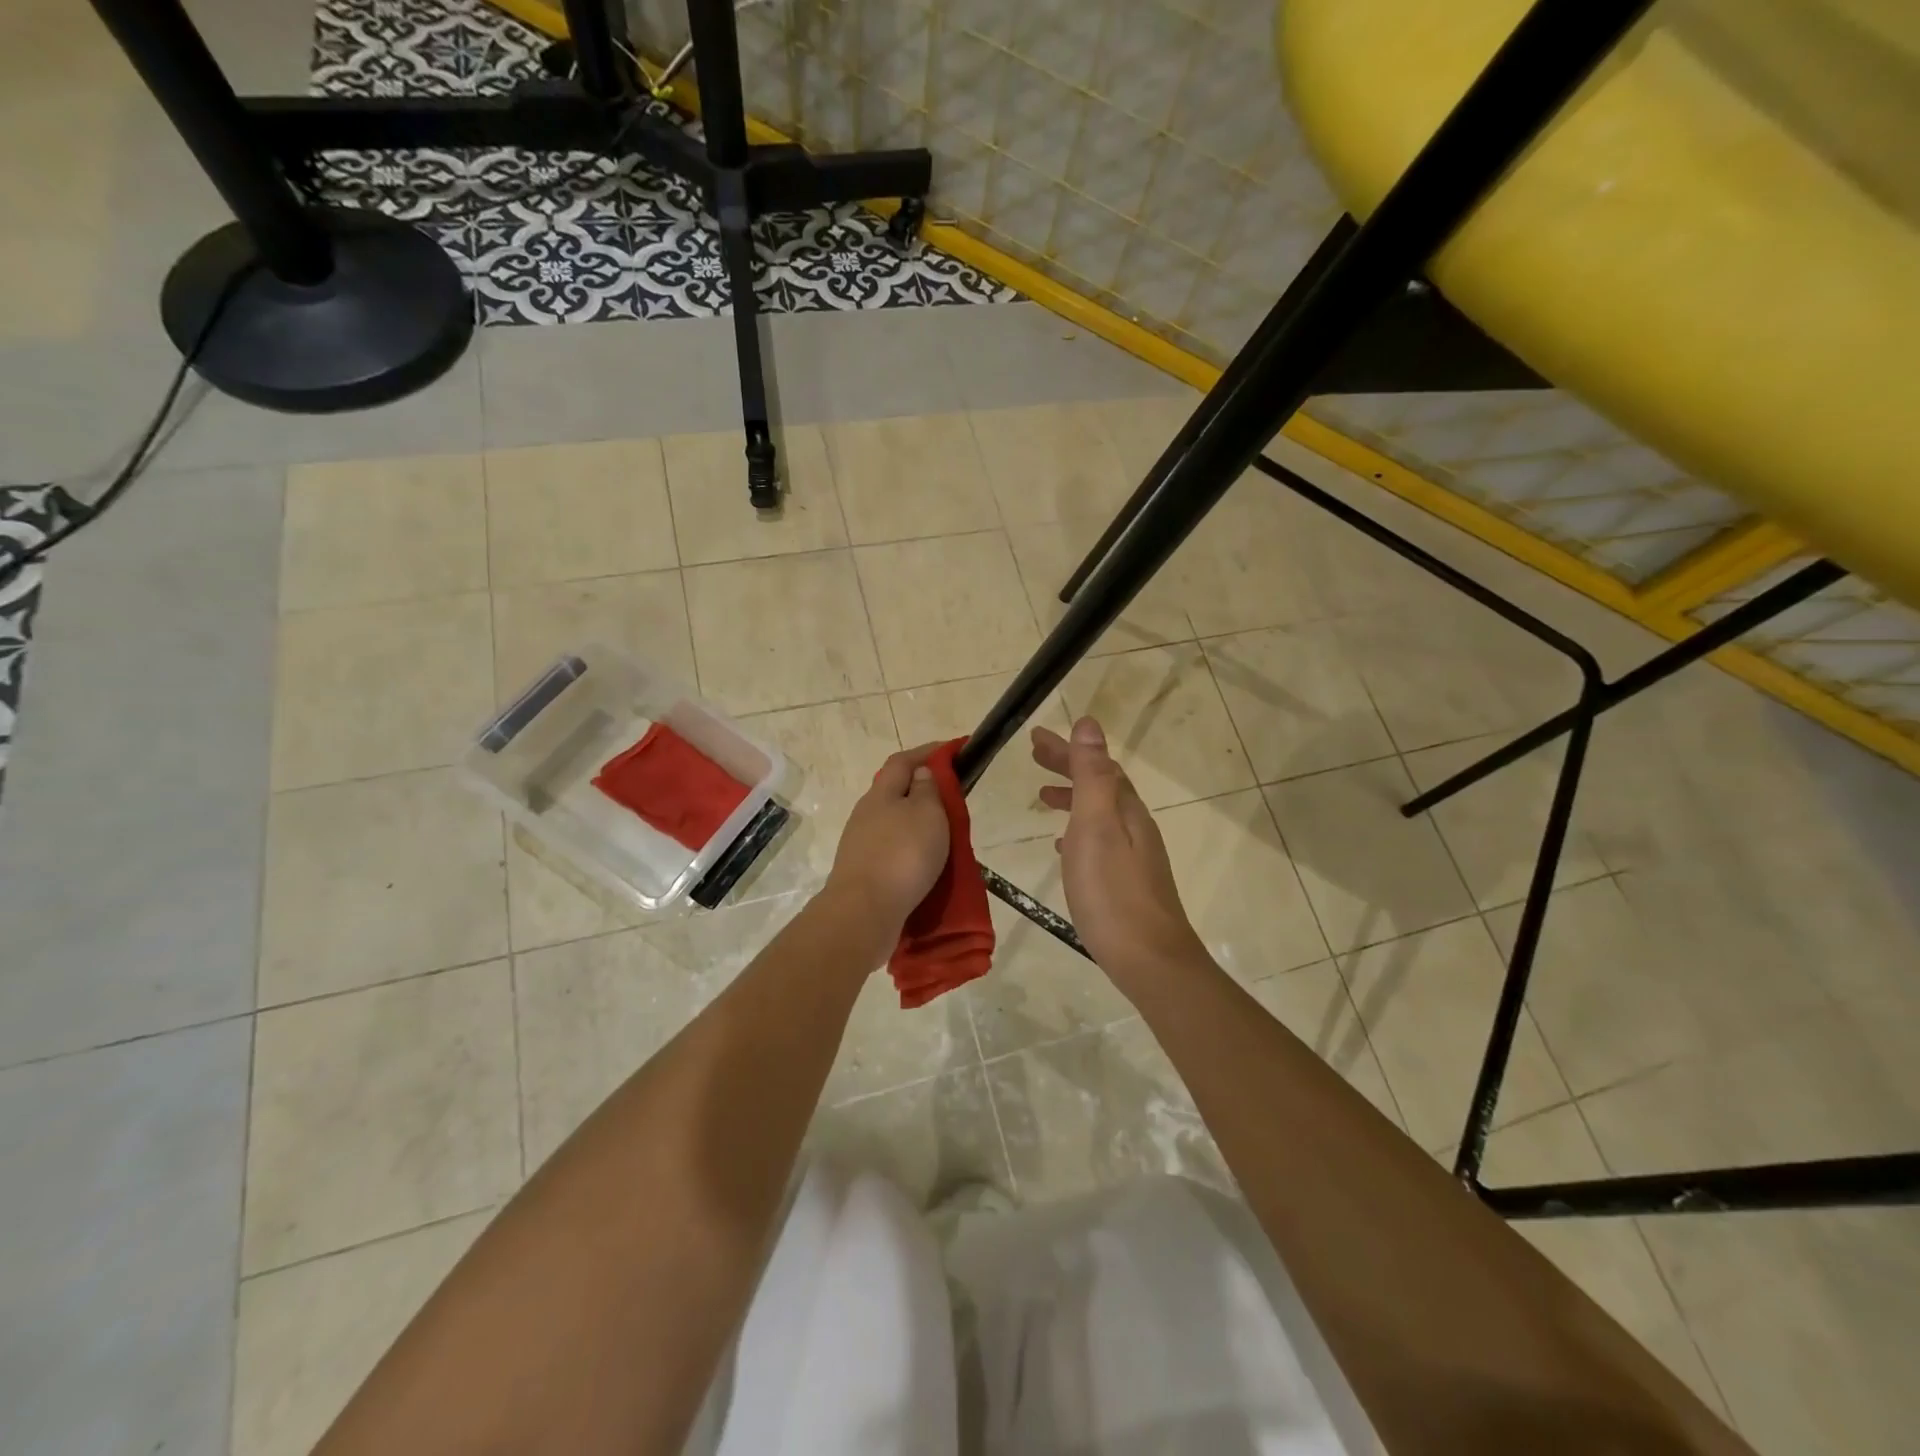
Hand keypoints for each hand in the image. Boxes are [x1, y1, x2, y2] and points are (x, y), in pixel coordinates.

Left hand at [824, 743, 951, 935]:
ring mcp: (860, 845)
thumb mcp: (927, 814)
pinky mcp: (863, 872)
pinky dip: (910, 852)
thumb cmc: (902, 855)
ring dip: (917, 826)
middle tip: (952, 800)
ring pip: (894, 825)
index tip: (953, 750)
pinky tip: (925, 865)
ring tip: (944, 837)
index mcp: (881, 794)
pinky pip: (892, 852)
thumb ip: (927, 790)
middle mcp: (865, 814)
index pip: (902, 761)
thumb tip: (921, 773)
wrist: (863, 912)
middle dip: (923, 791)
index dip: (927, 752)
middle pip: (895, 792)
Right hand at [1033, 718, 1207, 988]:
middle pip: (1101, 785)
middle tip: (1035, 756)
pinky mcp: (1128, 883)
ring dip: (1073, 797)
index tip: (1035, 738)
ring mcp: (1135, 857)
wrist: (1149, 960)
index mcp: (1126, 811)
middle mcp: (1135, 827)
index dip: (1068, 749)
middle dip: (1069, 766)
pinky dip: (1079, 832)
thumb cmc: (1113, 893)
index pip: (1098, 765)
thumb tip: (1089, 725)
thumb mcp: (1097, 827)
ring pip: (1101, 813)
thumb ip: (1092, 776)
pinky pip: (1100, 841)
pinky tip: (1064, 848)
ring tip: (1044, 797)